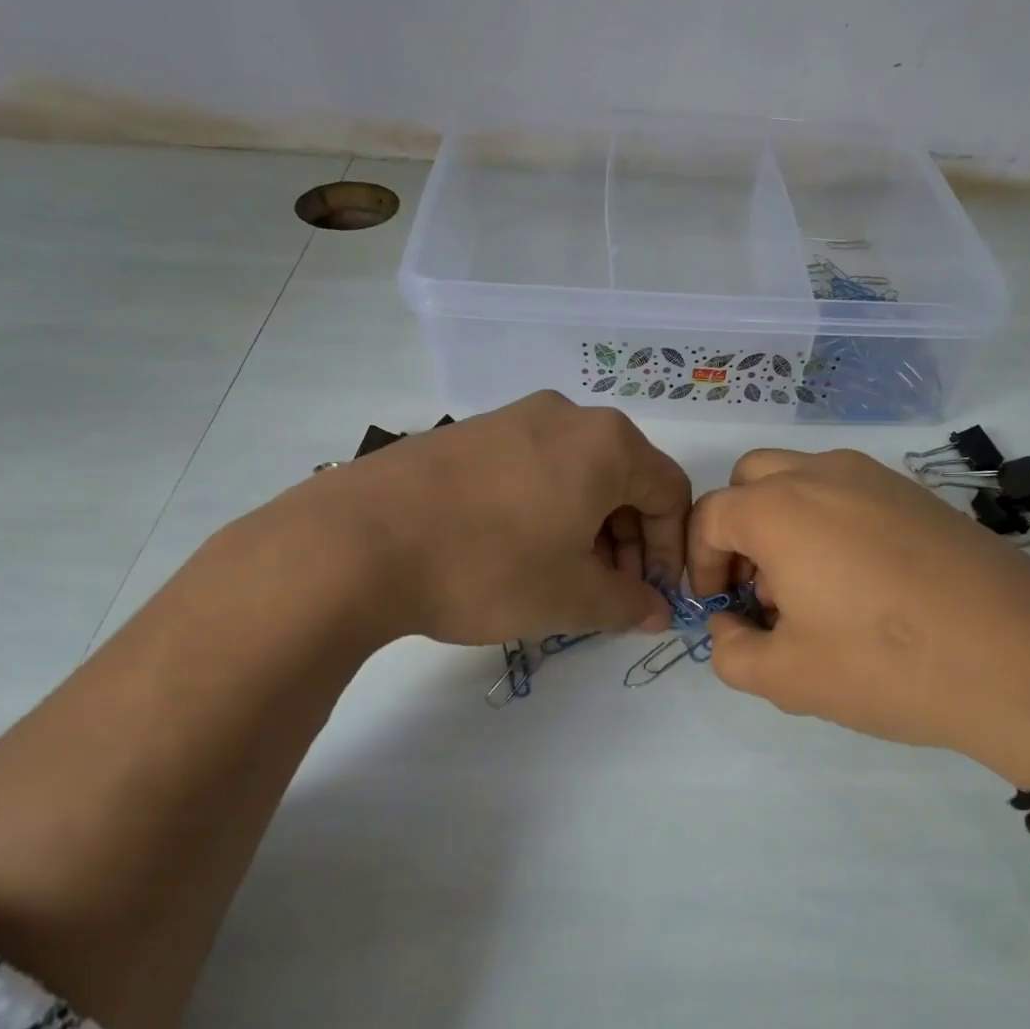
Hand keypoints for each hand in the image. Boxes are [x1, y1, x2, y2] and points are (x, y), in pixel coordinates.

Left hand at [246, 392, 689, 646]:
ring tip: (562, 578)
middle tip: (608, 593)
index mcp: (607, 444)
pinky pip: (531, 469)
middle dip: (628, 542)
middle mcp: (565, 416)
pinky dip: (544, 511)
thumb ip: (629, 604)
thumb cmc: (490, 566)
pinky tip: (515, 552)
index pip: (670, 493)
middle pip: (624, 479)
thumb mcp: (573, 598)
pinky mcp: (466, 434)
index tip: (652, 596)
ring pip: (576, 474)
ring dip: (586, 529)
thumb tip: (657, 612)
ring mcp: (510, 418)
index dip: (672, 551)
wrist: (357, 542)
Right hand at [687, 449, 1029, 787]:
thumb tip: (730, 626)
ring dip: (784, 522)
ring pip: (804, 480)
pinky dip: (831, 523)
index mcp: (780, 508)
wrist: (1022, 661)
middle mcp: (824, 474)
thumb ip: (731, 652)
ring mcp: (879, 478)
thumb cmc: (886, 666)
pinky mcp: (922, 495)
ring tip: (810, 590)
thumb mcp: (786, 677)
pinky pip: (852, 494)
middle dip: (738, 530)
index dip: (700, 564)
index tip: (719, 609)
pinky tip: (864, 584)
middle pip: (752, 480)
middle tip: (757, 589)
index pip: (710, 516)